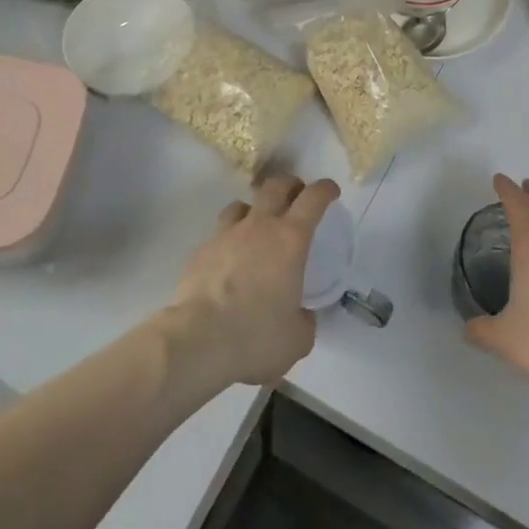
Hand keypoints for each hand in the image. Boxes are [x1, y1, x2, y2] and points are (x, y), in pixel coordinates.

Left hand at [168, 173, 339, 389]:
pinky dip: (228, 241)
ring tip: (257, 228)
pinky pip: (219, 235)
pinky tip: (228, 263)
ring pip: (242, 205)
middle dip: (290, 185)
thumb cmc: (256, 337)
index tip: (331, 192)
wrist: (198, 342)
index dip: (325, 189)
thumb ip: (304, 320)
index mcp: (290, 240)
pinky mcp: (200, 251)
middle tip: (296, 198)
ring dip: (255, 210)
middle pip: (276, 185)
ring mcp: (226, 235)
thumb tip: (300, 315)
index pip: (313, 198)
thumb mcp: (297, 339)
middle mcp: (259, 227)